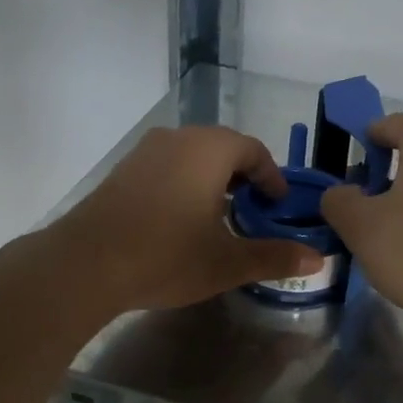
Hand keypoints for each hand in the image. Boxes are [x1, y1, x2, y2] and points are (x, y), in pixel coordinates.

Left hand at [51, 127, 322, 313]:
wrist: (85, 264)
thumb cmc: (166, 255)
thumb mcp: (227, 261)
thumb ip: (274, 256)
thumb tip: (318, 258)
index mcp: (210, 149)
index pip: (253, 151)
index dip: (271, 177)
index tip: (279, 204)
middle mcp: (179, 138)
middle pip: (222, 148)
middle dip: (243, 177)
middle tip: (254, 211)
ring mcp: (146, 152)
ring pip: (192, 156)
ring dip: (212, 180)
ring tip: (220, 216)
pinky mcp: (123, 170)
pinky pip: (167, 167)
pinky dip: (184, 184)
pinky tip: (180, 219)